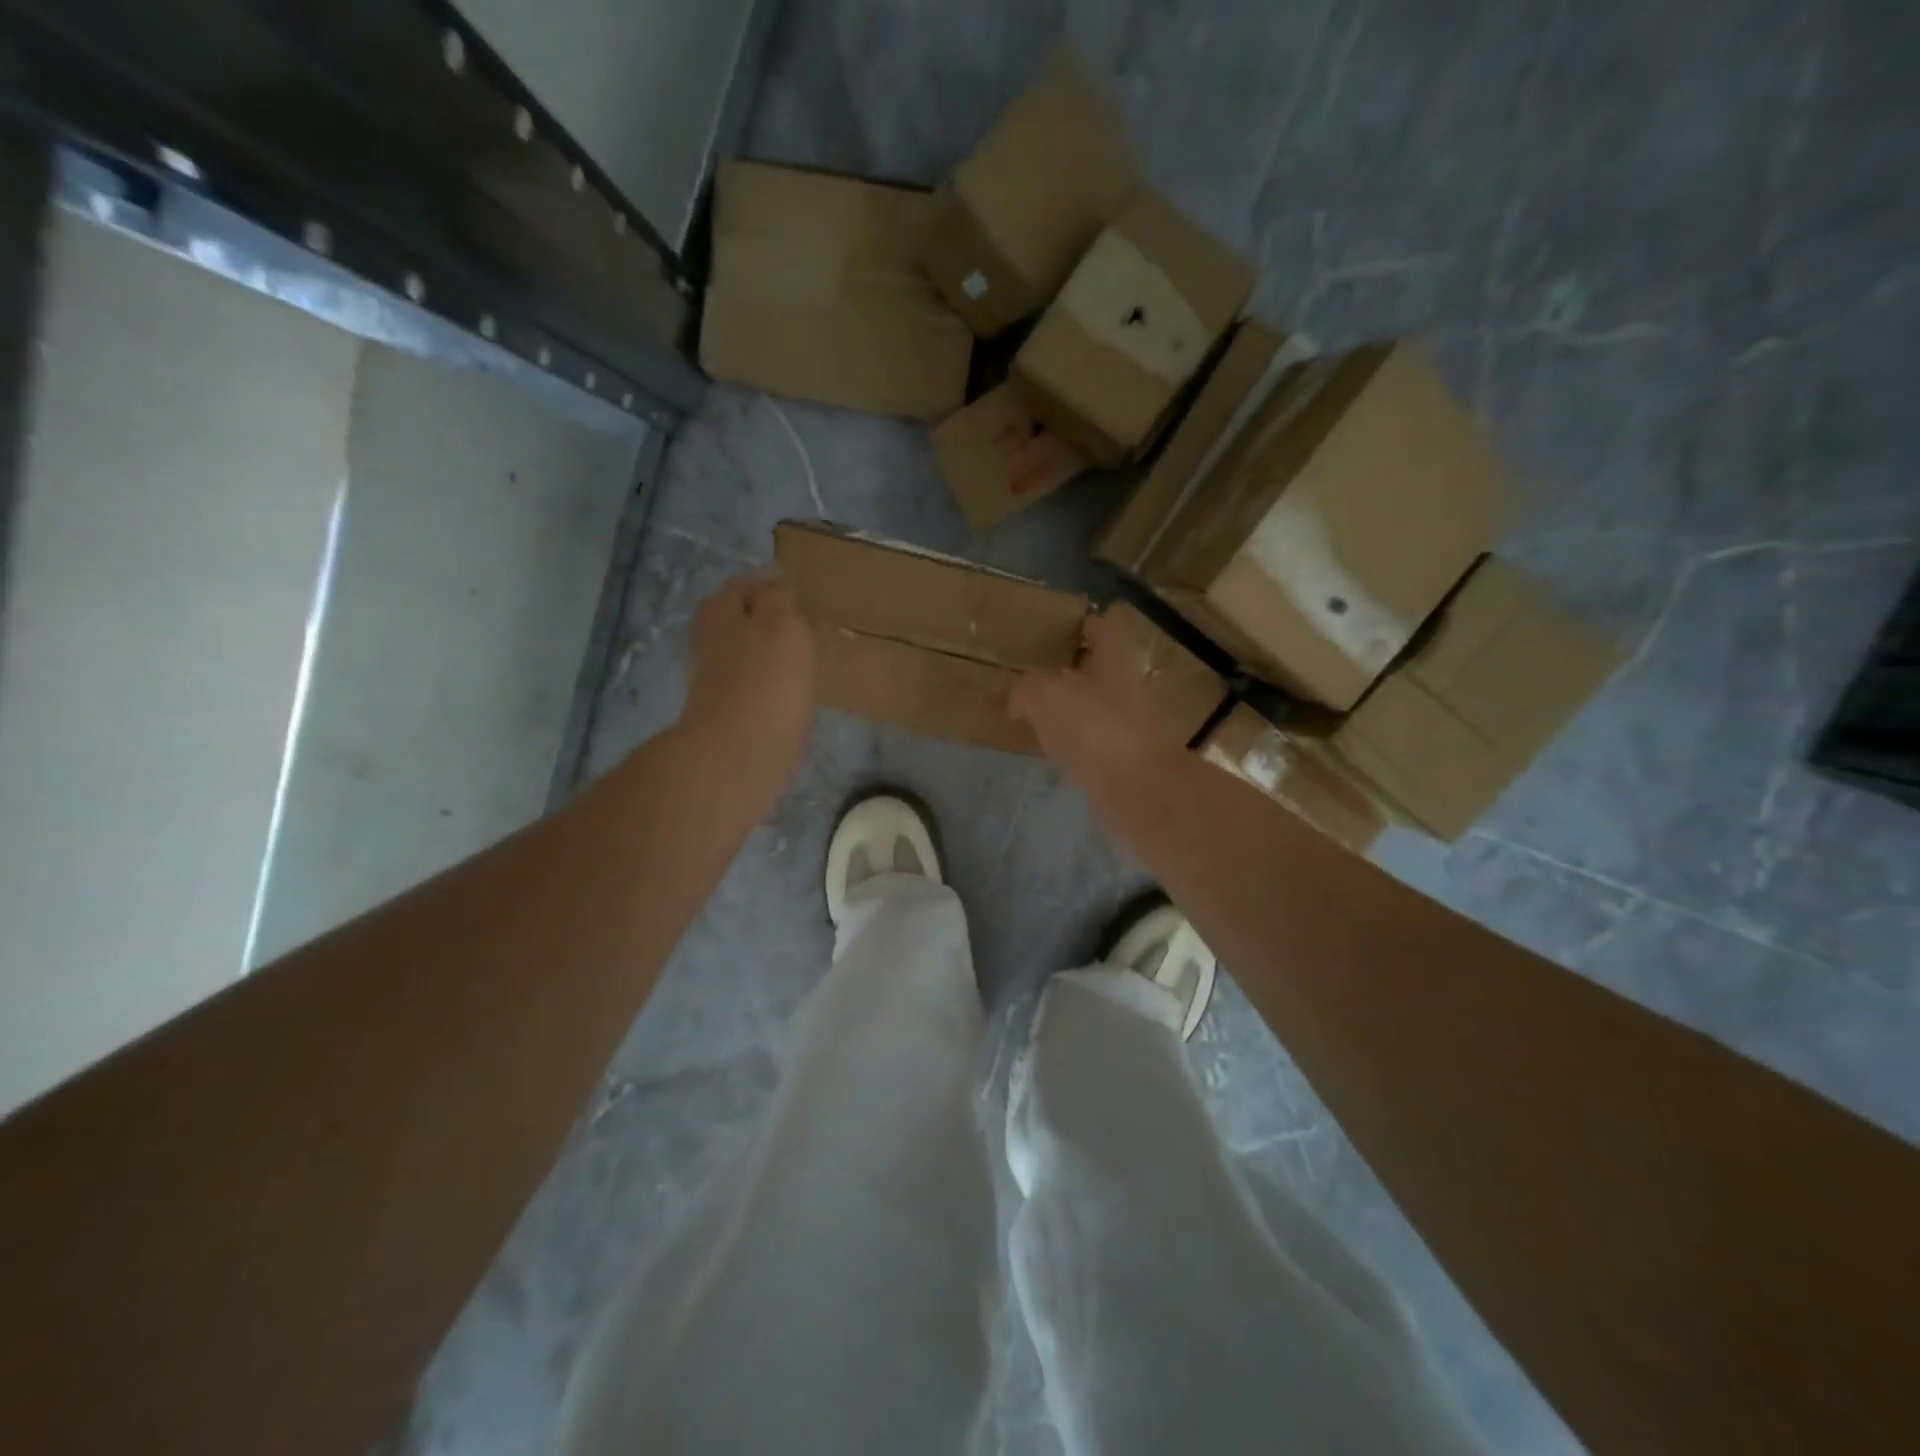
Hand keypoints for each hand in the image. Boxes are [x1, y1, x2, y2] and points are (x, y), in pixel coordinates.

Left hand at [680, 570, 815, 791]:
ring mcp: (711, 677)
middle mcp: (708, 638)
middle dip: (763, 618)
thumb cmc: (765, 681)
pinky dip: (765, 683)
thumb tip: (777, 583)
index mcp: (720, 611)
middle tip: (800, 626)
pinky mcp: (721, 710)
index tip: (799, 594)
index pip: (744, 585)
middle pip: (736, 618)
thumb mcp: (783, 626)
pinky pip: (747, 685)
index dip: (771, 585)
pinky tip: (786, 692)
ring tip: (798, 658)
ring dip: (764, 652)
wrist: (737, 753)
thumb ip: (779, 599)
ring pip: (741, 652)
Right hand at [1010, 612, 1185, 811]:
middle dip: (1074, 671)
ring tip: (1037, 712)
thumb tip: (1020, 701)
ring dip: (1070, 710)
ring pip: (1093, 710)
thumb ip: (1028, 689)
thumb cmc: (1095, 728)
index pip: (1103, 632)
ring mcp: (1125, 729)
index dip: (1089, 624)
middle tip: (1041, 671)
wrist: (1137, 790)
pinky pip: (1090, 745)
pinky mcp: (1119, 764)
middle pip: (1099, 673)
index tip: (1075, 622)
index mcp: (1113, 664)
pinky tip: (1050, 750)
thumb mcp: (1047, 695)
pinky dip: (1071, 744)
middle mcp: (1124, 692)